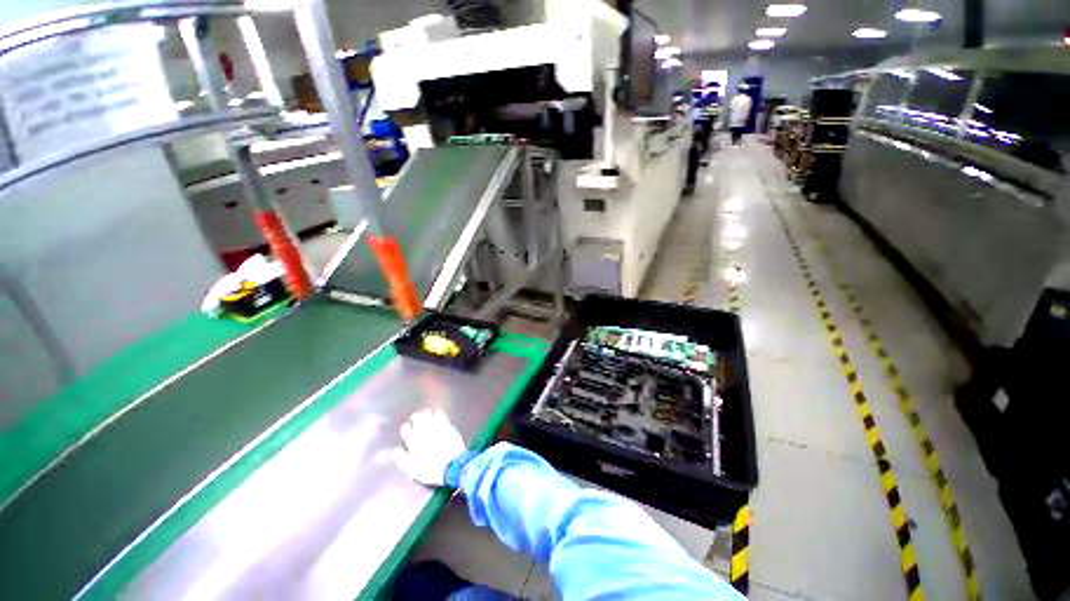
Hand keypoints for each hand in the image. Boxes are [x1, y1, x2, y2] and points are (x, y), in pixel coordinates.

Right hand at [392, 409, 466, 486]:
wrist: (452, 465)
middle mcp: (423, 430)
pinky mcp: (447, 425)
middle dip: (415, 418)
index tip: (406, 429)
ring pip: (428, 415)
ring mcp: (436, 426)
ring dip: (425, 414)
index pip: (405, 428)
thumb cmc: (429, 469)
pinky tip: (437, 413)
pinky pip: (441, 415)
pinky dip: (438, 413)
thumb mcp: (410, 468)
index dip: (405, 428)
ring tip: (425, 414)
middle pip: (416, 418)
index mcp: (412, 439)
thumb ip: (401, 457)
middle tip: (415, 418)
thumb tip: (394, 449)